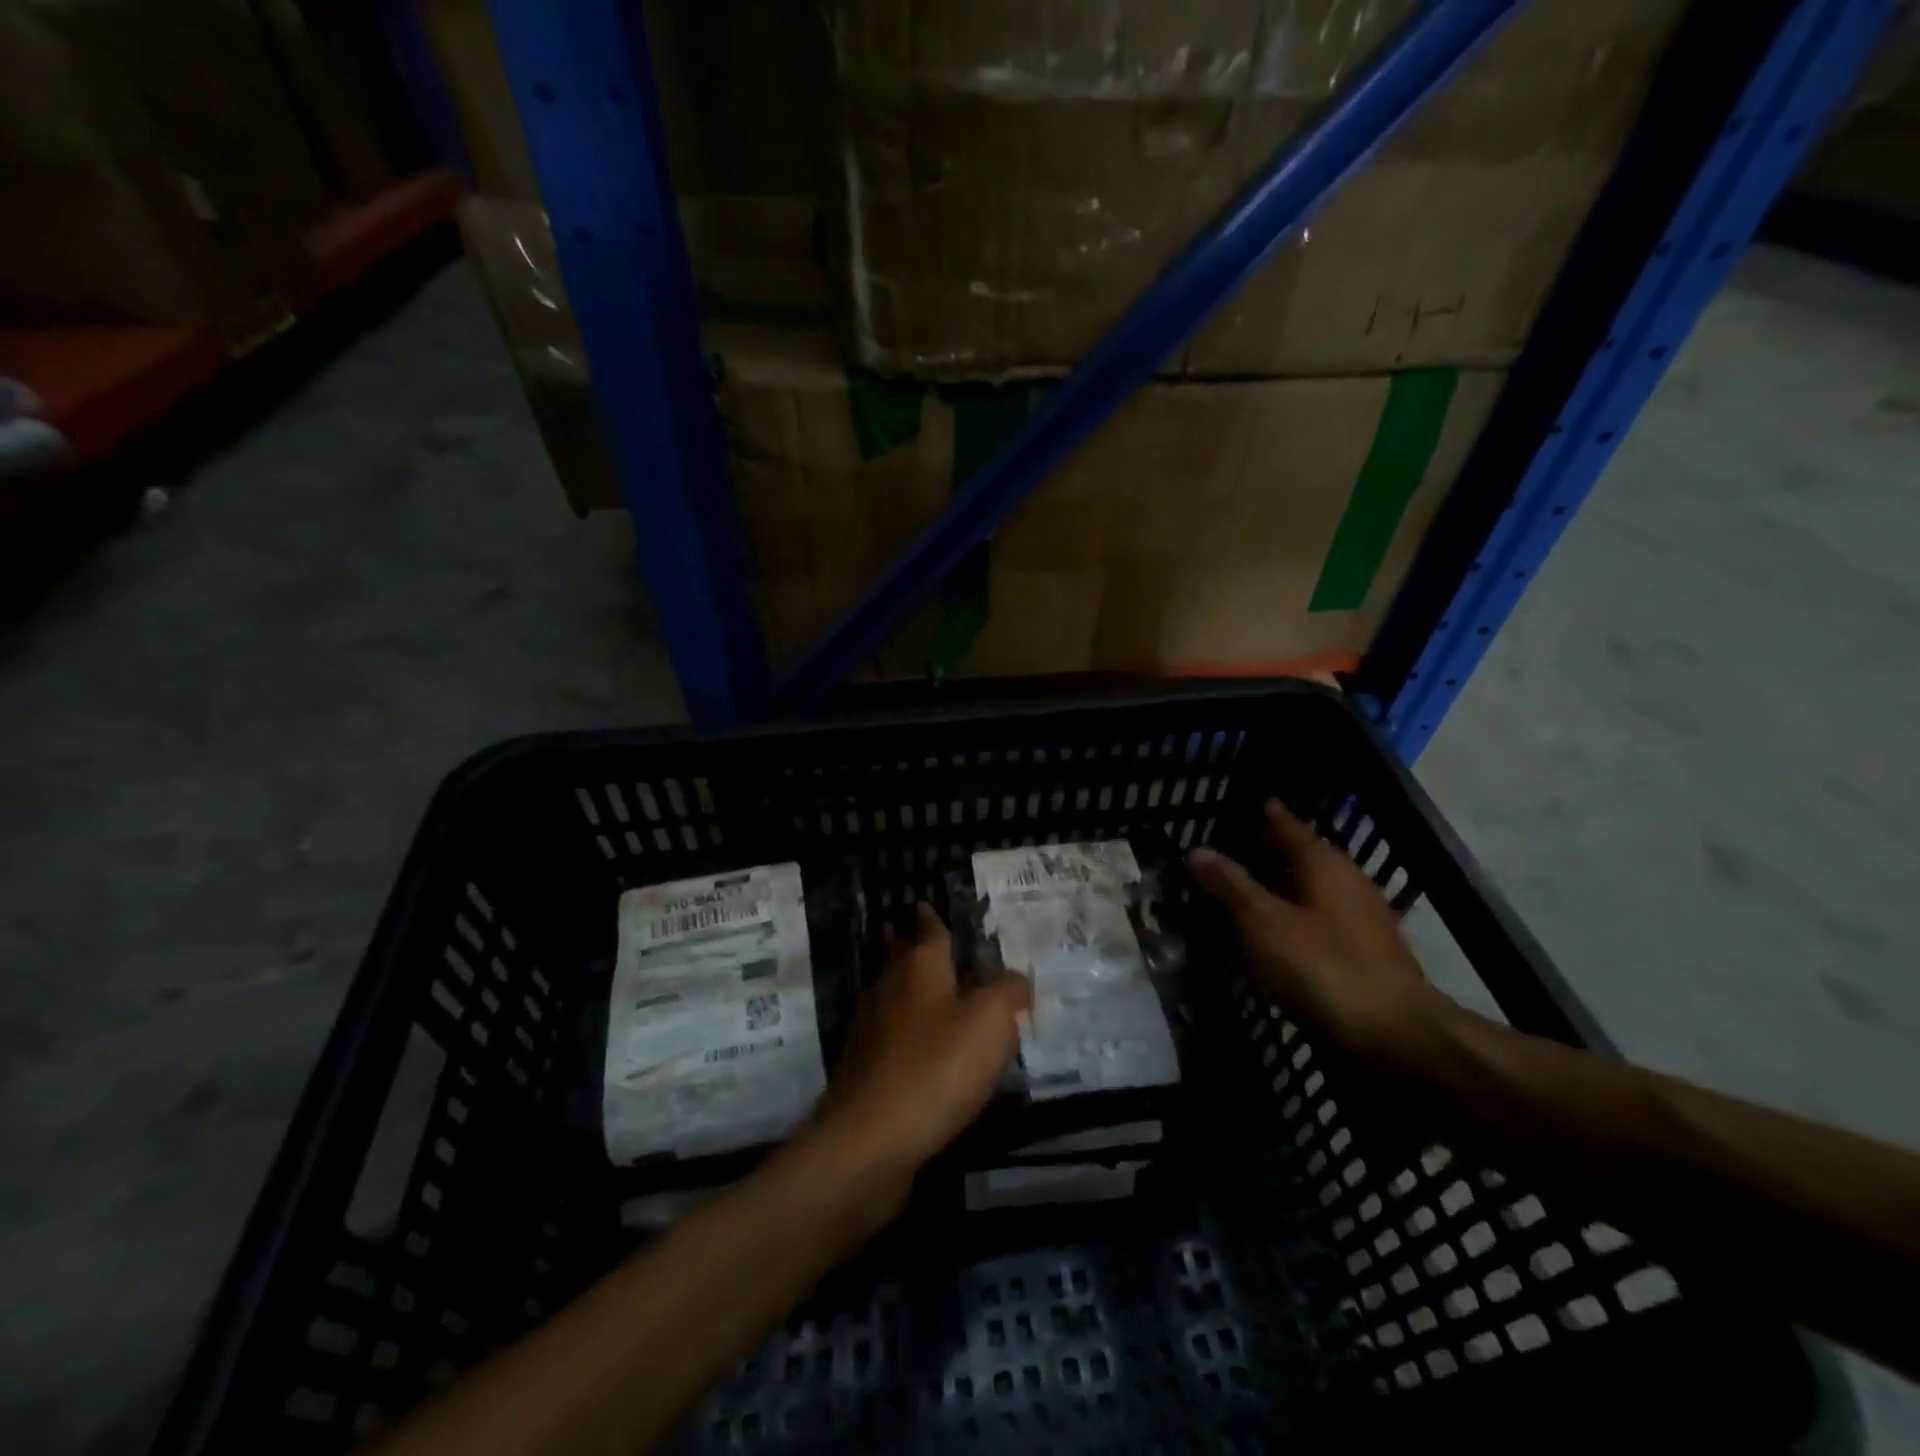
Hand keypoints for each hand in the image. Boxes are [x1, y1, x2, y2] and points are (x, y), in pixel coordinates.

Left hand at [815, 904, 1031, 1198]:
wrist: (872, 1139)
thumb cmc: (937, 1066)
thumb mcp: (991, 1021)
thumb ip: (1008, 992)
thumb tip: (1017, 980)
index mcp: (919, 966)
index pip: (927, 929)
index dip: (931, 916)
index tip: (925, 904)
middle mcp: (889, 988)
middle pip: (899, 957)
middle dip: (907, 945)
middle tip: (917, 937)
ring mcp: (870, 1030)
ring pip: (892, 996)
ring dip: (907, 989)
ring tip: (931, 993)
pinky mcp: (864, 1069)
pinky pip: (890, 1036)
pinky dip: (905, 1032)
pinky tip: (920, 1049)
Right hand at [1188, 800, 1441, 1058]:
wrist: (1395, 1037)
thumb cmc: (1323, 968)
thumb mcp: (1263, 924)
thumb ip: (1230, 885)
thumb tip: (1197, 850)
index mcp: (1324, 865)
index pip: (1291, 827)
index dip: (1269, 816)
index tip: (1252, 803)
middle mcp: (1348, 883)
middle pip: (1305, 856)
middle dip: (1274, 849)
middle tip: (1240, 844)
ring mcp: (1363, 920)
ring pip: (1315, 889)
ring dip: (1285, 885)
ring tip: (1251, 886)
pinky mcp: (1366, 954)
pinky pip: (1321, 919)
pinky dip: (1297, 916)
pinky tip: (1278, 931)